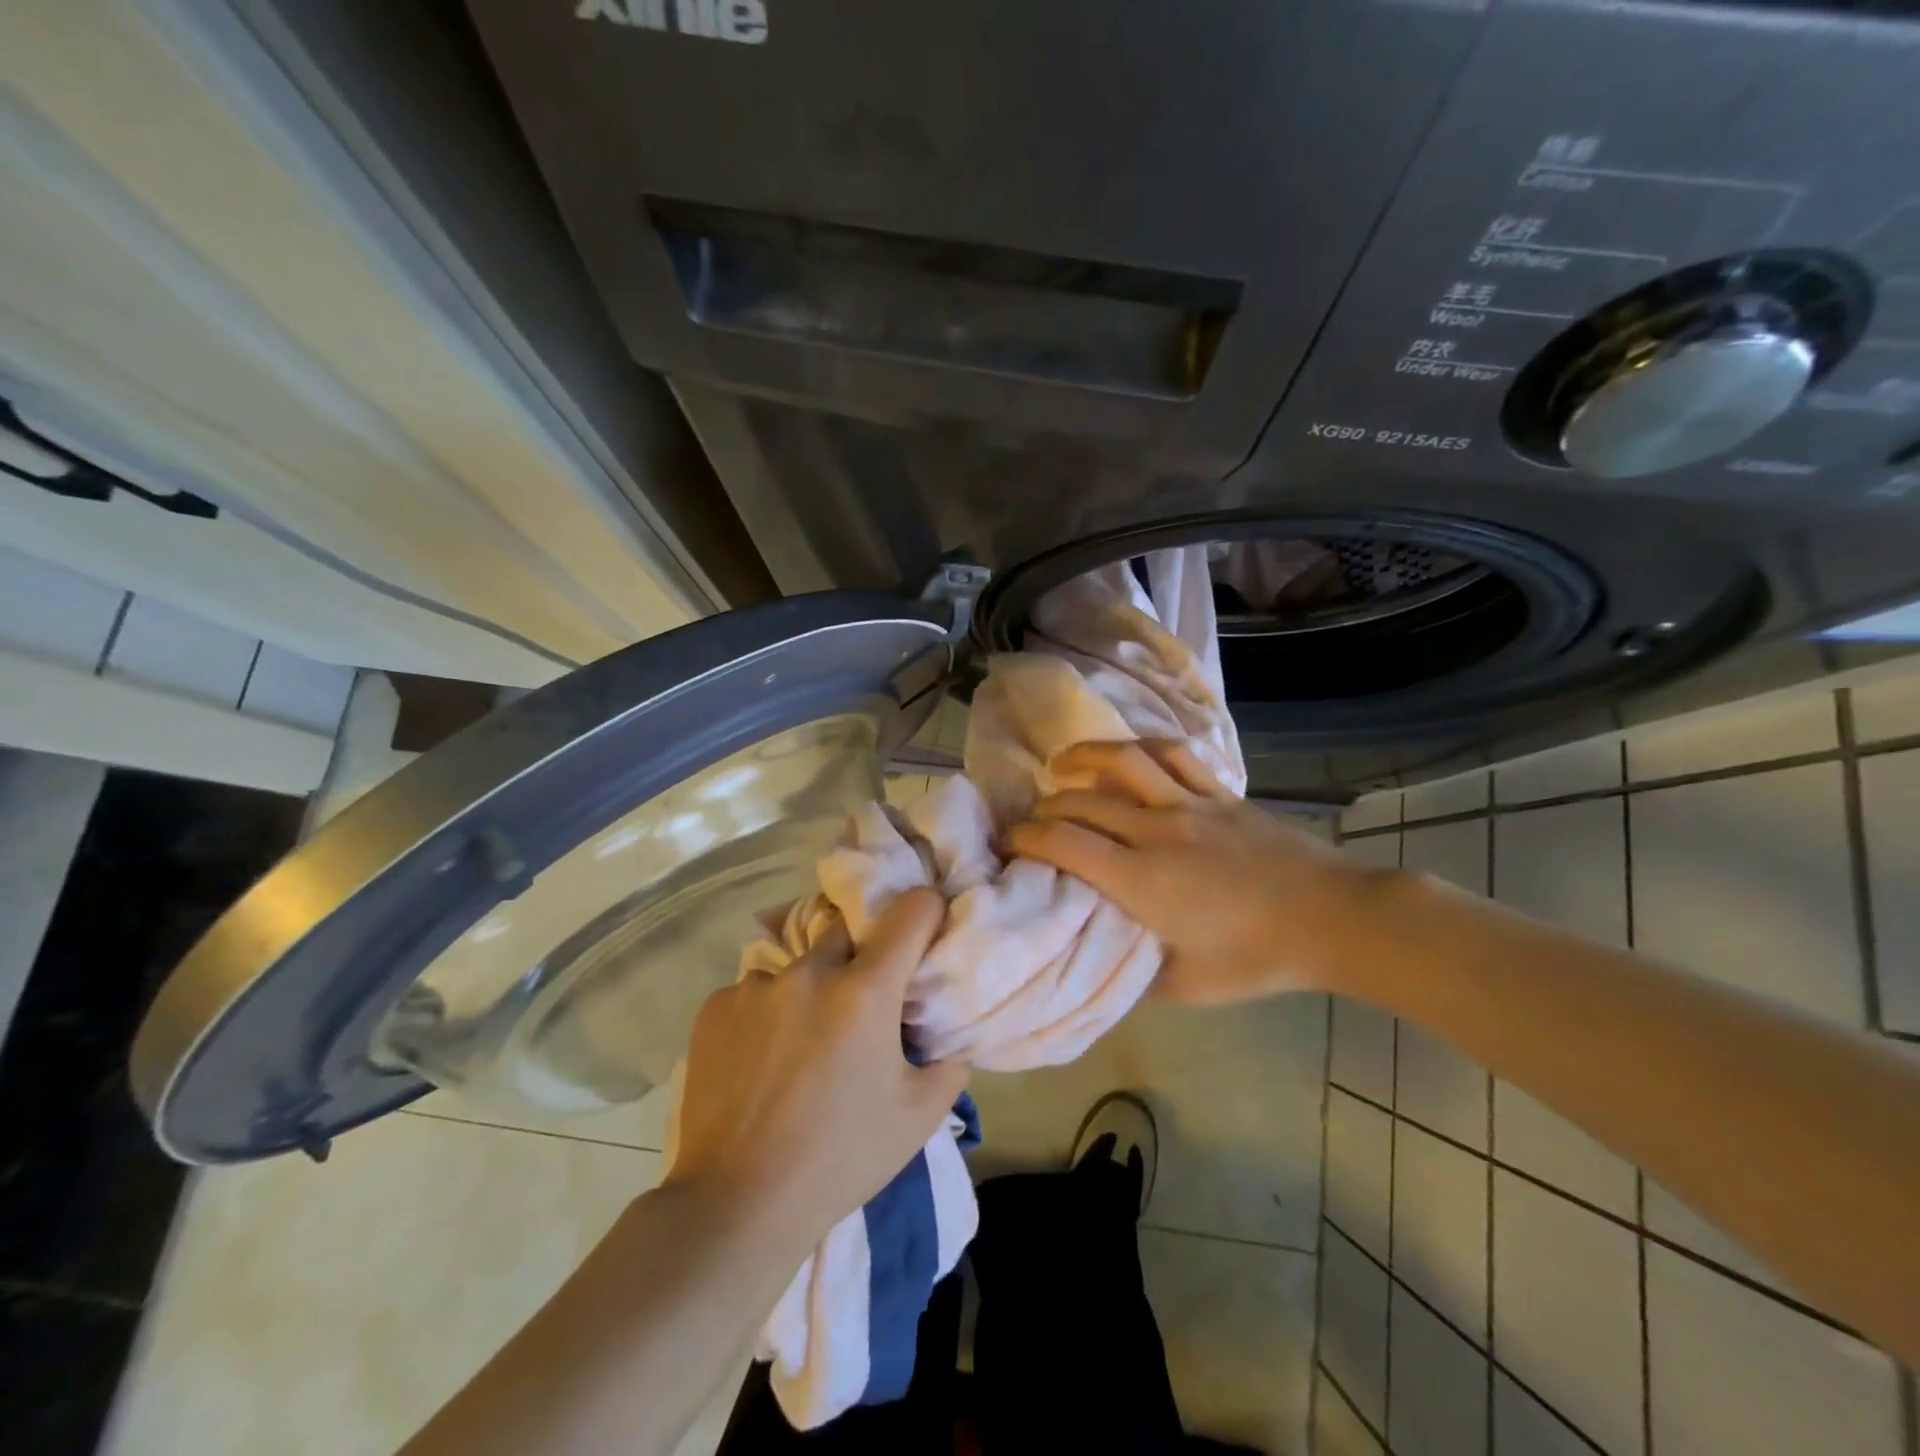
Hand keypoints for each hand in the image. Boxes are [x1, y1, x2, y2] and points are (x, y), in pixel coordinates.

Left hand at [665, 889, 969, 1250]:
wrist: (737, 1204)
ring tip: (803, 1043)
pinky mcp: (715, 1007)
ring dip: (810, 989)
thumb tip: (954, 1035)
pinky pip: (754, 992)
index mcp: (865, 991)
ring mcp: (755, 987)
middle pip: (848, 931)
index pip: (911, 911)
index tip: (927, 931)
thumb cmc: (841, 1158)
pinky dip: (767, 1013)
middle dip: (862, 956)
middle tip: (861, 1004)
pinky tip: (762, 1061)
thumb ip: (949, 1063)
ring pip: (798, 966)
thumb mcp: (918, 1117)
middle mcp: (810, 973)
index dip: (927, 913)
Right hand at [1005, 741, 1383, 1005]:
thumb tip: (1099, 960)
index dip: (1026, 837)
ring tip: (1061, 765)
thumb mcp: (1186, 986)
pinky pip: (1174, 754)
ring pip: (1123, 762)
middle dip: (1044, 807)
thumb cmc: (1257, 958)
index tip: (1008, 843)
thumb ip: (1134, 974)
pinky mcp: (1219, 792)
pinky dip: (1142, 748)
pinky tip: (1127, 755)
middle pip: (1081, 802)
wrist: (1332, 919)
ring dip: (1083, 757)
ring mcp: (1190, 804)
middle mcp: (1156, 831)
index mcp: (1142, 880)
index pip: (1064, 843)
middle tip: (1030, 820)